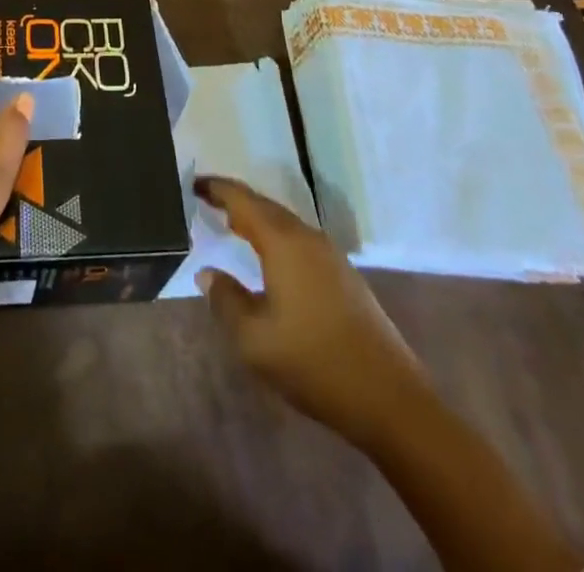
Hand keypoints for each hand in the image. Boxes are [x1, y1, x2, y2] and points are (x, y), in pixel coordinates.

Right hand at [196, 176, 425, 441]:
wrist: (390, 399)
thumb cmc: (314, 363)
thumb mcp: (254, 340)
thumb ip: (225, 300)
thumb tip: (208, 273)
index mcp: (283, 243)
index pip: (242, 200)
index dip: (217, 189)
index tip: (193, 183)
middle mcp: (308, 238)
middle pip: (265, 206)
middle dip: (235, 200)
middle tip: (207, 200)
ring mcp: (331, 256)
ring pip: (285, 223)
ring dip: (257, 219)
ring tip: (232, 225)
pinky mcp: (344, 276)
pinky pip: (299, 241)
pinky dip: (276, 237)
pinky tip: (269, 258)